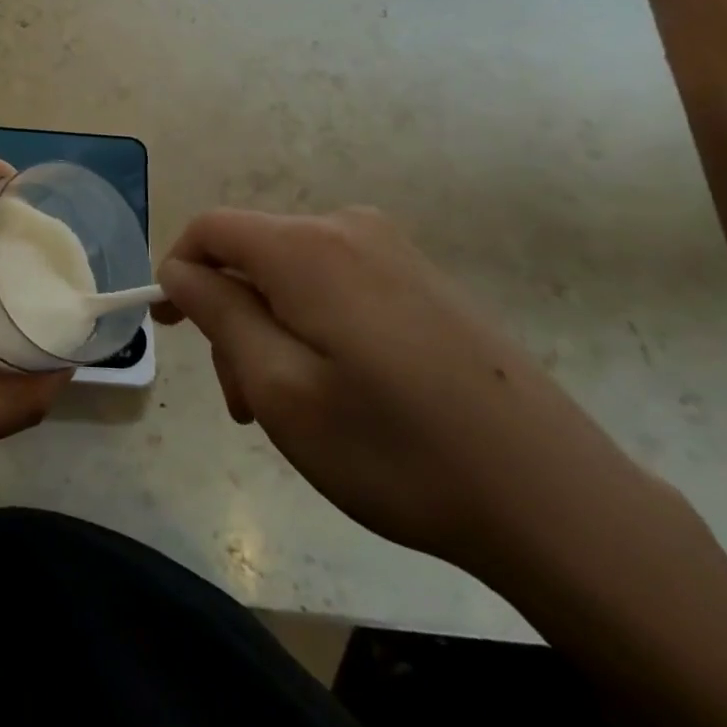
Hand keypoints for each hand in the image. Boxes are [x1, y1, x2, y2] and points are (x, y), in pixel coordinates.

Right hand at [158, 207, 672, 577]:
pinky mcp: (424, 280)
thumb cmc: (396, 448)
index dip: (178, 272)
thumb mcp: (279, 387)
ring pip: (293, 276)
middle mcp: (348, 228)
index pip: (210, 229)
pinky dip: (314, 328)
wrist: (556, 499)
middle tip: (244, 405)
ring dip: (271, 331)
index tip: (170, 330)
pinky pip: (338, 286)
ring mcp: (395, 251)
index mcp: (306, 246)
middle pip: (252, 256)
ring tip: (291, 411)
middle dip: (230, 319)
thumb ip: (217, 313)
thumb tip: (179, 269)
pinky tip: (341, 392)